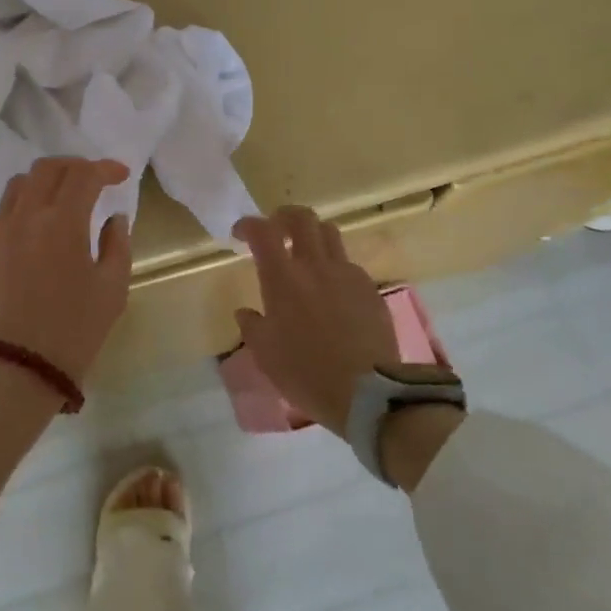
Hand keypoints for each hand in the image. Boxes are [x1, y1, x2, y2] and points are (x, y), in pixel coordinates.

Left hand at [0, 156, 132, 385]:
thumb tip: (114, 218)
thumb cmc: (73, 332)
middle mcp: (27, 215)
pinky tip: (35, 224)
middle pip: (48, 168)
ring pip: (20, 183)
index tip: (121, 176)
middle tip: (94, 180)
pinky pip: (2, 210)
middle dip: (75, 166)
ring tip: (62, 197)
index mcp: (63, 221)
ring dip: (46, 181)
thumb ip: (117, 245)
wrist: (16, 370)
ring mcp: (0, 230)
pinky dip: (23, 204)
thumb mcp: (112, 290)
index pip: (84, 174)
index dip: (105, 168)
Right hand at [232, 206, 398, 438]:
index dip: (248, 225)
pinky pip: (349, 264)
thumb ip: (252, 326)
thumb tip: (246, 312)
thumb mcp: (266, 355)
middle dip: (284, 216)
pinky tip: (333, 291)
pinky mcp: (370, 288)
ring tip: (306, 253)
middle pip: (302, 218)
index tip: (240, 233)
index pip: (262, 231)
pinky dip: (336, 267)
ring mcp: (347, 274)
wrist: (367, 394)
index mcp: (283, 277)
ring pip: (330, 233)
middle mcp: (315, 265)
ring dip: (313, 235)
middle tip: (276, 230)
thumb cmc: (306, 373)